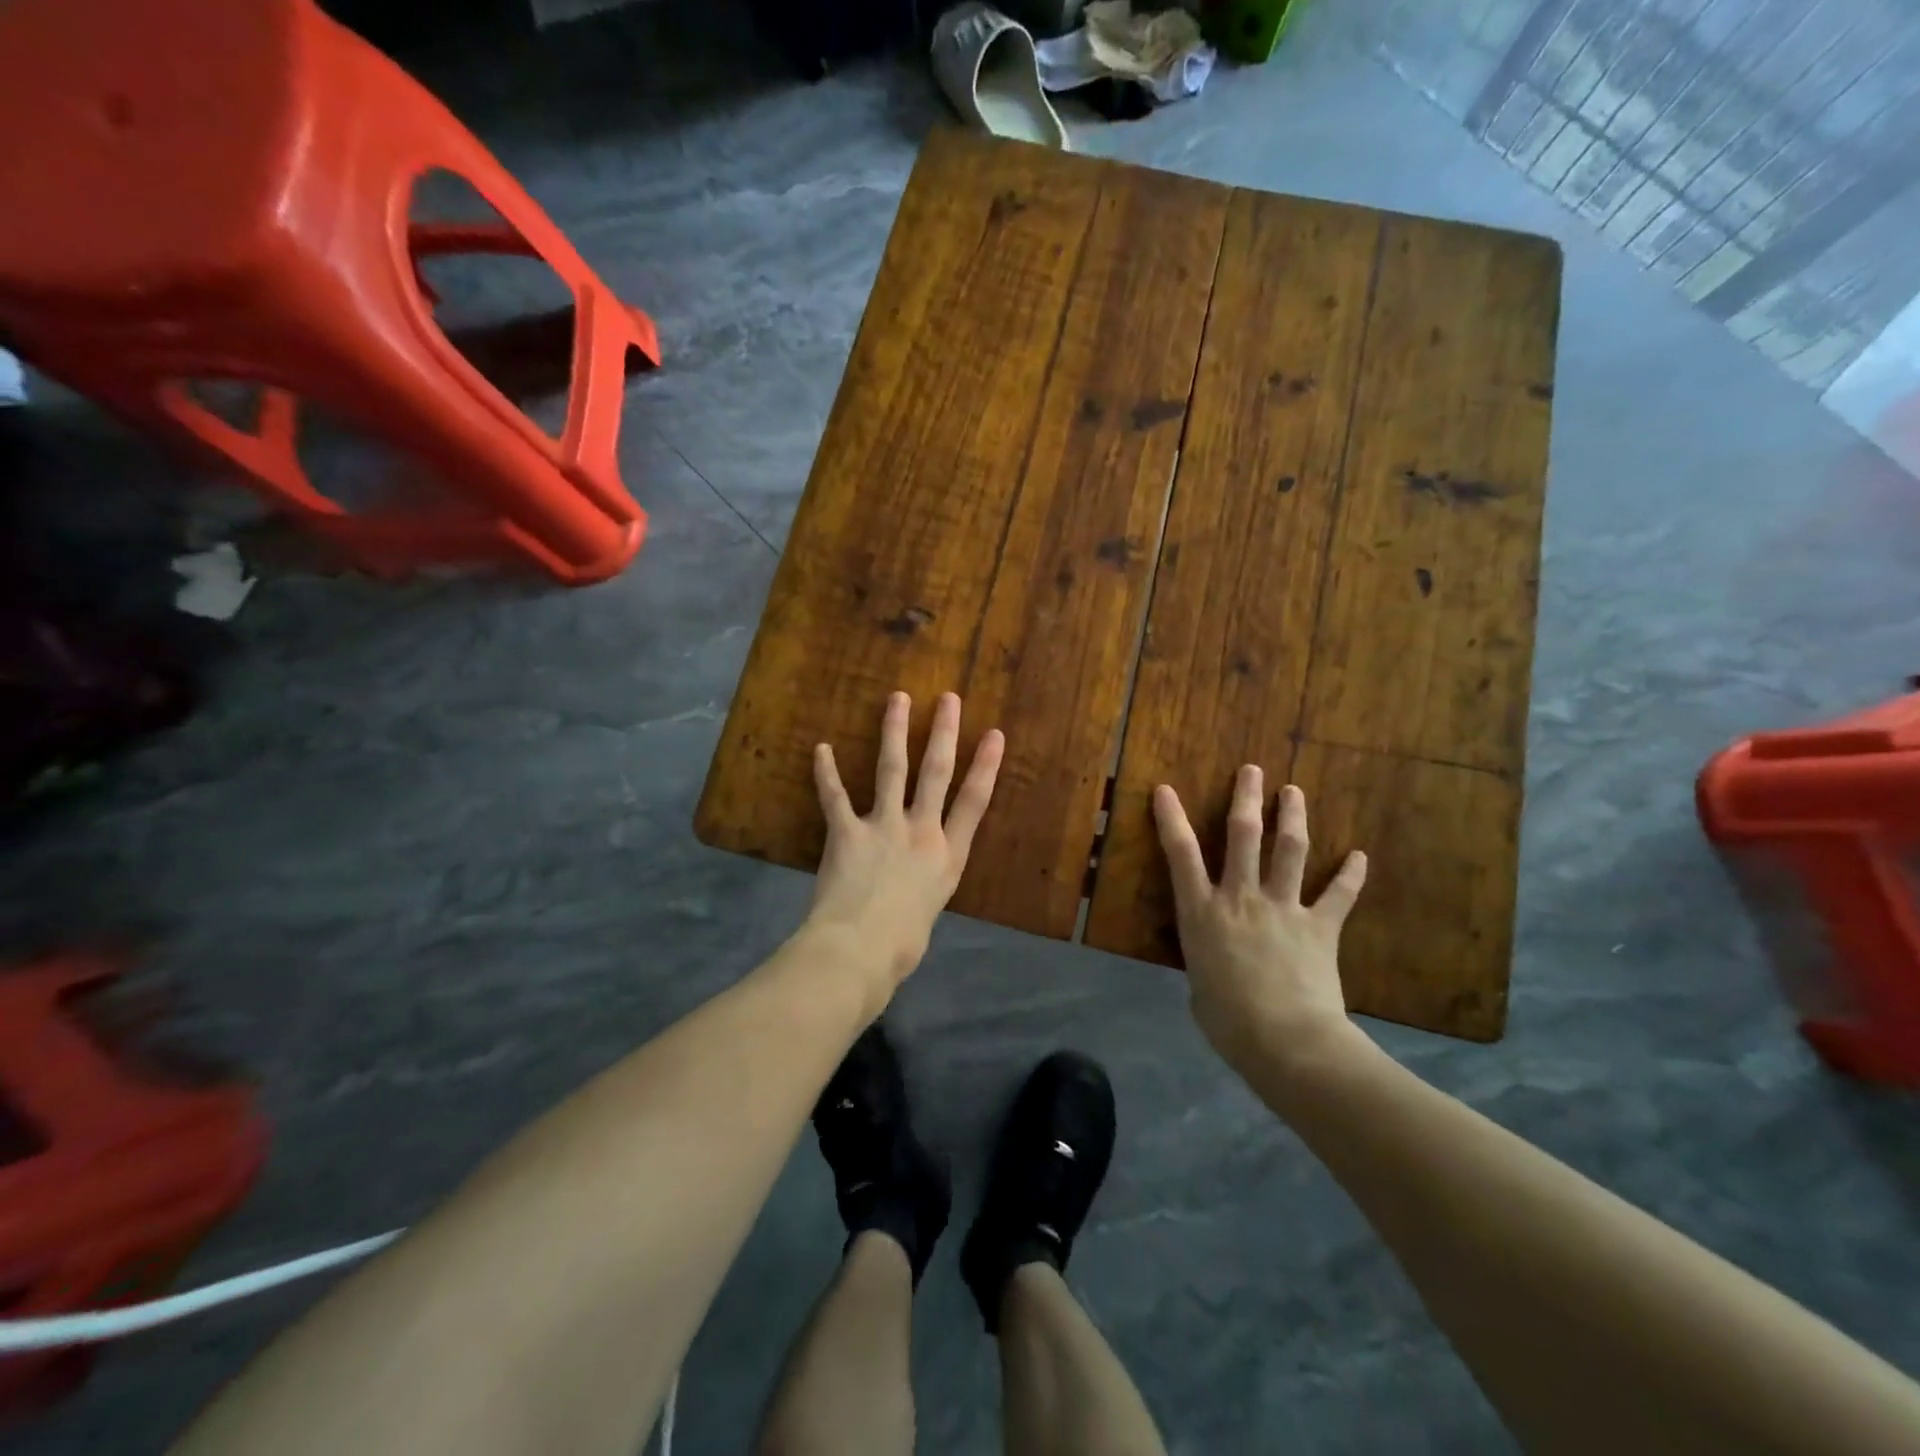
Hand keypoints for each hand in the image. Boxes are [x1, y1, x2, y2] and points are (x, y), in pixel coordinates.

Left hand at [808, 690, 1004, 993]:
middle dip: (944, 733)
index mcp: (947, 856)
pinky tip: (820, 748)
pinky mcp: (847, 832)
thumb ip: (922, 885)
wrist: (861, 951)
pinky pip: (834, 796)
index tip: (994, 735)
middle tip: (949, 699)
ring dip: (894, 732)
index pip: (974, 802)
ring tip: (897, 699)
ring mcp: (884, 827)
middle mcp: (921, 832)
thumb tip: (910, 882)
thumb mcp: (926, 913)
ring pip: (891, 770)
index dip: (985, 766)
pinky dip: (826, 772)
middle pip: (936, 773)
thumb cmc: (900, 945)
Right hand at [1153, 766, 1369, 1075]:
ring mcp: (1283, 908)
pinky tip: (1360, 856)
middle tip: (1252, 769)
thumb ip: (1207, 959)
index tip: (1165, 789)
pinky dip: (1350, 875)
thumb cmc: (1228, 1021)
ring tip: (1293, 791)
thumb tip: (1217, 961)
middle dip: (1246, 798)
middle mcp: (1241, 898)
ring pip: (1289, 850)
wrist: (1286, 1042)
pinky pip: (1338, 896)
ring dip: (1292, 817)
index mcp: (1203, 912)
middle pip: (1244, 835)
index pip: (1181, 854)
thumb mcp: (1199, 985)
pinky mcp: (1320, 927)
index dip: (1171, 818)